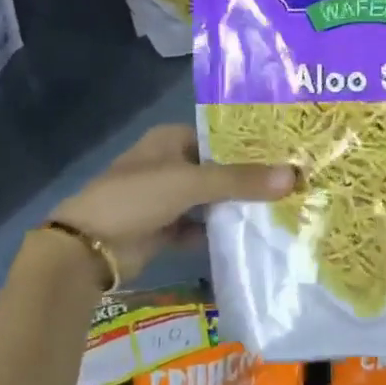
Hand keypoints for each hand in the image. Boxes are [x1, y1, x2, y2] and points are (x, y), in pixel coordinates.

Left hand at [48, 123, 294, 281]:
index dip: (251, 144)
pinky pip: (201, 227)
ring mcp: (168, 198)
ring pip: (211, 199)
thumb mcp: (190, 183)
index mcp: (171, 140)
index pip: (220, 136)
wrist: (89, 248)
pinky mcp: (166, 229)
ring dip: (238, 206)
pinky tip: (254, 236)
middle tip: (295, 183)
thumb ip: (240, 180)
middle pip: (218, 169)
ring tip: (284, 209)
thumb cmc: (137, 198)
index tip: (289, 152)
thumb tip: (293, 176)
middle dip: (250, 178)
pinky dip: (220, 232)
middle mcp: (170, 164)